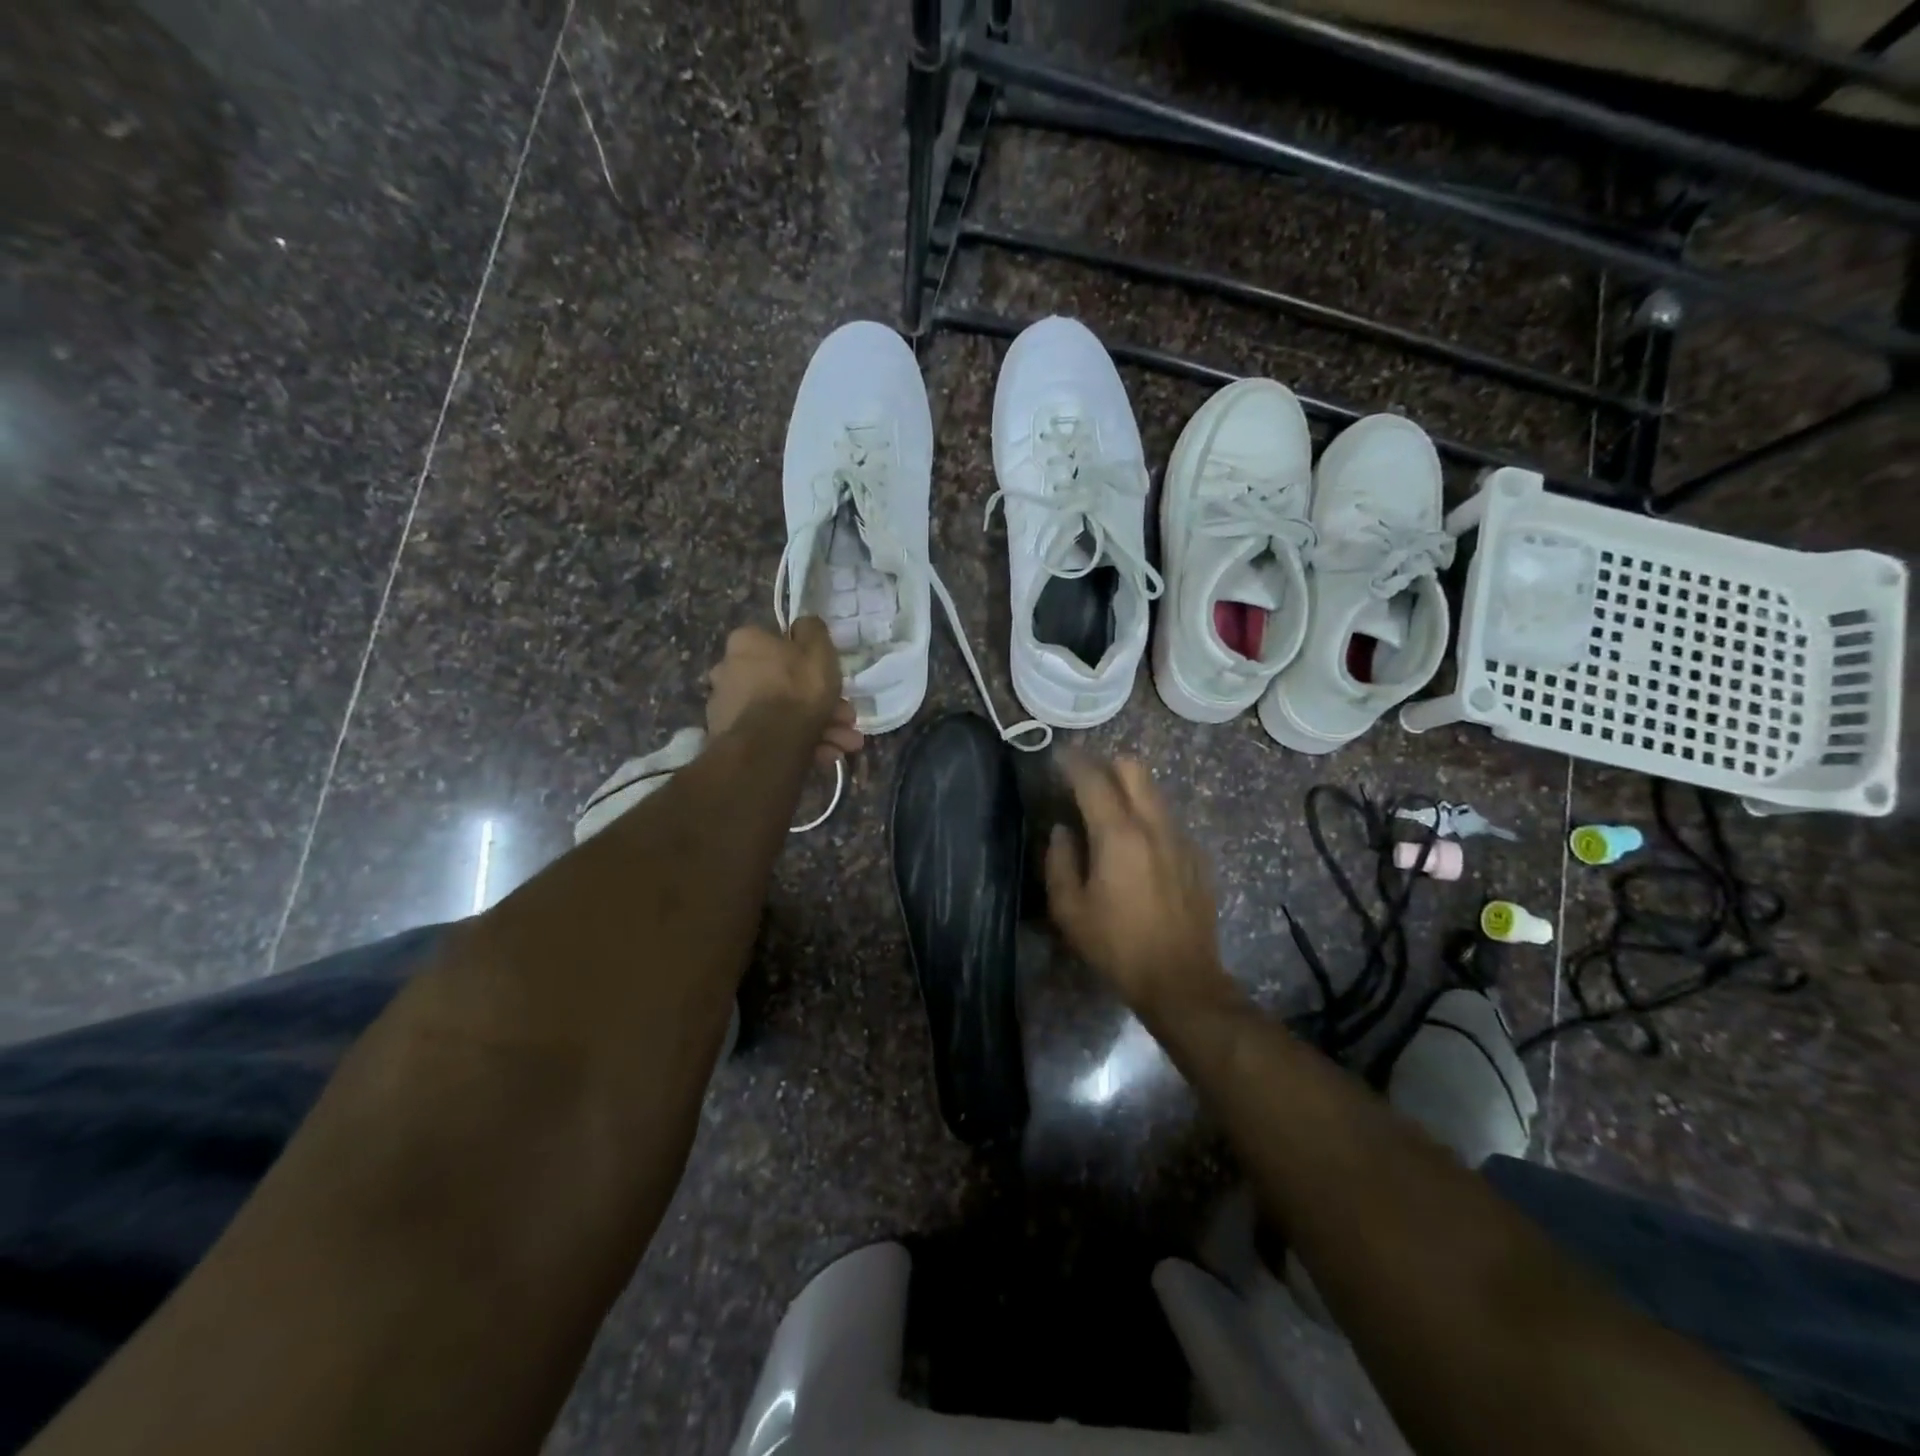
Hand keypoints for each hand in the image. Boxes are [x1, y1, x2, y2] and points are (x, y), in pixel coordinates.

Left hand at [706, 619, 864, 767]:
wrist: (769, 746)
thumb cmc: (797, 689)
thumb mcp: (818, 650)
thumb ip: (813, 630)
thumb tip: (804, 625)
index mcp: (746, 642)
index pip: (780, 645)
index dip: (812, 664)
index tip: (832, 680)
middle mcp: (729, 670)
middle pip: (785, 685)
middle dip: (822, 704)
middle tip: (847, 720)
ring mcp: (728, 708)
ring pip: (782, 714)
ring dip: (819, 728)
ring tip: (843, 744)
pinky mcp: (732, 739)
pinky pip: (772, 736)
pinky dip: (800, 744)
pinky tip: (824, 755)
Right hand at [1045, 753, 1233, 1016]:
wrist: (1181, 980)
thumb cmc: (1117, 946)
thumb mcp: (1070, 910)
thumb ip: (1059, 861)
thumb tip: (1062, 831)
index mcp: (1119, 835)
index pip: (1093, 779)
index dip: (1072, 761)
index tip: (1057, 755)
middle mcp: (1154, 826)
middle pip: (1133, 769)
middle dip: (1106, 765)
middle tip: (1084, 780)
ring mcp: (1181, 839)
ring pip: (1154, 792)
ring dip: (1129, 789)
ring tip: (1107, 811)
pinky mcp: (1197, 856)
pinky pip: (1168, 820)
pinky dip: (1148, 818)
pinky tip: (1137, 848)